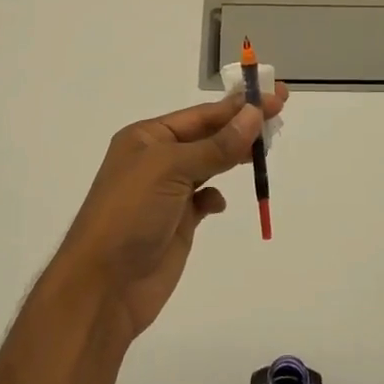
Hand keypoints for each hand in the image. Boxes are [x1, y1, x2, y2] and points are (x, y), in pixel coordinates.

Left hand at [57, 85, 287, 341]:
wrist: (103, 286)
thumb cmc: (130, 214)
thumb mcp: (171, 169)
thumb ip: (216, 145)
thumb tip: (253, 114)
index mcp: (147, 137)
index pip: (202, 115)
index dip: (238, 106)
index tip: (275, 97)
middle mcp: (156, 160)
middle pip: (208, 135)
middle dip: (241, 125)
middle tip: (280, 112)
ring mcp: (167, 193)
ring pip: (209, 164)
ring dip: (234, 155)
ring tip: (266, 148)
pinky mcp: (177, 223)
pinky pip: (204, 199)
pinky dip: (216, 196)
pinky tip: (220, 203)